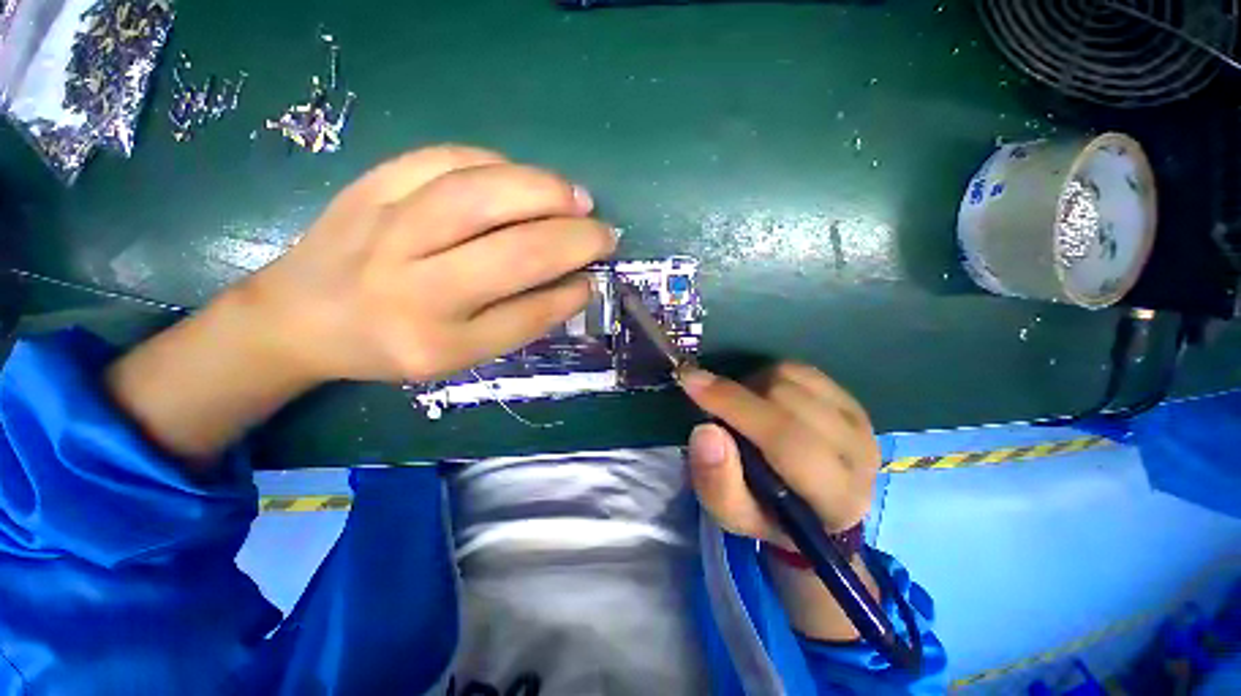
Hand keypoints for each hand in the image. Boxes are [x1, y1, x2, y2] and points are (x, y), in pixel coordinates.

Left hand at [231, 145, 615, 383]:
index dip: (569, 295)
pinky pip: (445, 159)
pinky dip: (497, 163)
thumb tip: (574, 285)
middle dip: (574, 238)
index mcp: (435, 342)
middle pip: (513, 251)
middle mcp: (412, 286)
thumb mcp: (456, 356)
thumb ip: (519, 322)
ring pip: (483, 194)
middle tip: (603, 232)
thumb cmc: (388, 345)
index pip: (525, 315)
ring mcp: (386, 227)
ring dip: (545, 191)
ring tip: (577, 198)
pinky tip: (520, 177)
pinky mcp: (371, 185)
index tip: (593, 279)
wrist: (297, 316)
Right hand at [680, 363, 879, 544]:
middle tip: (712, 402)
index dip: (734, 404)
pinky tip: (764, 398)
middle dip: (738, 395)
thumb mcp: (731, 514)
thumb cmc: (767, 513)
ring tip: (743, 409)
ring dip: (753, 386)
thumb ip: (716, 481)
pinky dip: (770, 376)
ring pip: (791, 378)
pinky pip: (800, 369)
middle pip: (787, 399)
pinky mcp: (852, 401)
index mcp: (834, 498)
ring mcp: (860, 422)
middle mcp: (858, 456)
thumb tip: (706, 431)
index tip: (691, 381)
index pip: (785, 439)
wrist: (811, 508)